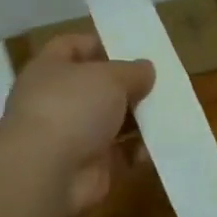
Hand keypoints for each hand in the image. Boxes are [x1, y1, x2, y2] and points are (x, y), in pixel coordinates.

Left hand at [0, 34, 154, 216]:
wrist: (48, 173)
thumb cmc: (72, 107)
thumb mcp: (109, 77)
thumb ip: (132, 71)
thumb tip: (146, 68)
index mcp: (50, 69)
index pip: (71, 46)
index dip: (99, 43)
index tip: (132, 47)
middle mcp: (57, 100)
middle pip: (97, 87)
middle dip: (128, 86)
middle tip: (160, 82)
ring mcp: (72, 135)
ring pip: (112, 121)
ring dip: (138, 119)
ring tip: (168, 112)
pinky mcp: (89, 166)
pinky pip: (121, 154)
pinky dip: (139, 151)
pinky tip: (159, 145)